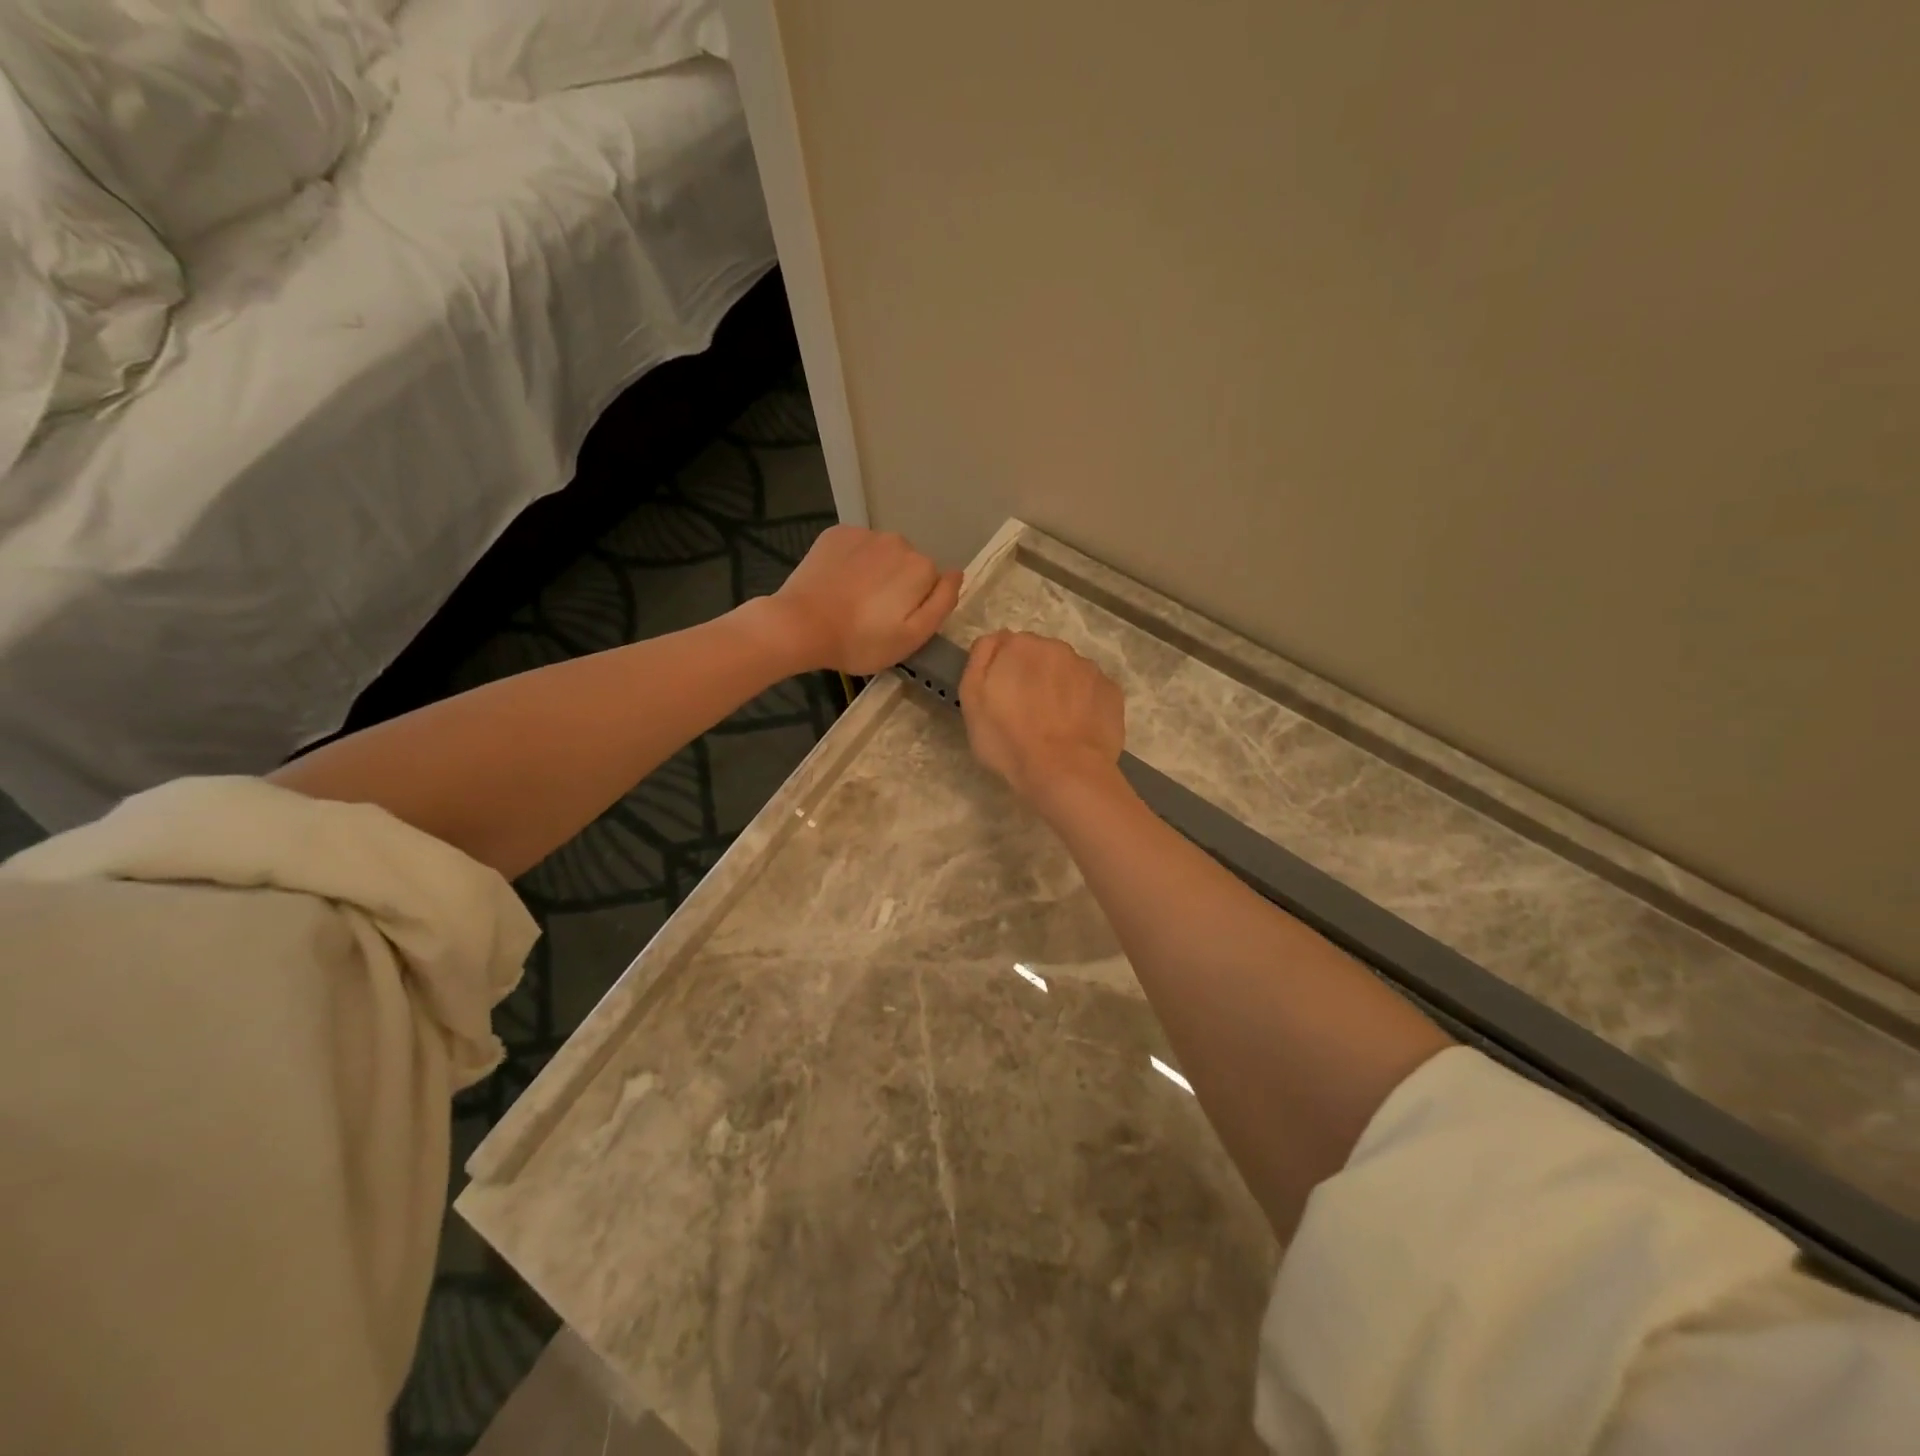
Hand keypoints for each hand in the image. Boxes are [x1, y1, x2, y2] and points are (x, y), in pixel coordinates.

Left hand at [765, 526, 962, 674]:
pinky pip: (855, 548)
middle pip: (908, 566)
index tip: (896, 624)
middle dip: (897, 586)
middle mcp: (898, 540)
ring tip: (852, 602)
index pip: (932, 585)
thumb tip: (958, 573)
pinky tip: (837, 585)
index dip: (917, 606)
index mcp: (921, 567)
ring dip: (874, 573)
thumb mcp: (913, 636)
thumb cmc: (861, 640)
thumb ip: (943, 603)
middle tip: (873, 617)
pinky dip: (851, 563)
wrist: (800, 626)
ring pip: (882, 555)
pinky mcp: (836, 534)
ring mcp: (864, 534)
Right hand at [960, 630, 1126, 806]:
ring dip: (1060, 689)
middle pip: (1040, 657)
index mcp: (1020, 646)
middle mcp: (1058, 648)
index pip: (1007, 646)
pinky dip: (1083, 704)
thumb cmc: (1008, 739)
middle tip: (1026, 714)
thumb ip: (981, 659)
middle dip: (1033, 677)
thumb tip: (996, 640)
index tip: (1001, 698)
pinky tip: (1076, 730)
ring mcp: (1089, 669)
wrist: (1065, 772)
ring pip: (1068, 673)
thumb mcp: (972, 699)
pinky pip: (1091, 692)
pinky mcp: (1112, 692)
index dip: (1002, 672)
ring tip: (1054, 725)